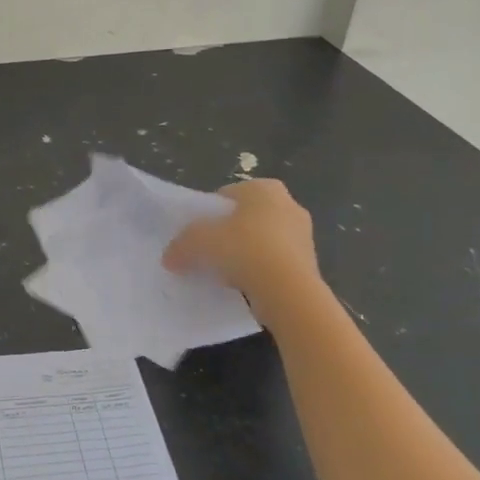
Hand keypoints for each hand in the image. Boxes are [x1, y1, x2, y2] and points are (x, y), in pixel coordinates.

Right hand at [162, 179, 321, 322]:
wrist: (288, 291)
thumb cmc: (244, 249)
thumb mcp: (199, 241)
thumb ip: (181, 244)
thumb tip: (169, 257)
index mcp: (264, 188)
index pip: (227, 195)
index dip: (208, 214)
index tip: (197, 235)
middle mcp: (288, 204)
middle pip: (246, 218)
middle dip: (228, 234)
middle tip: (209, 253)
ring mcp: (303, 235)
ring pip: (262, 241)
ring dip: (245, 254)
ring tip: (225, 274)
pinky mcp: (310, 263)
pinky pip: (276, 263)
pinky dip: (260, 272)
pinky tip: (245, 287)